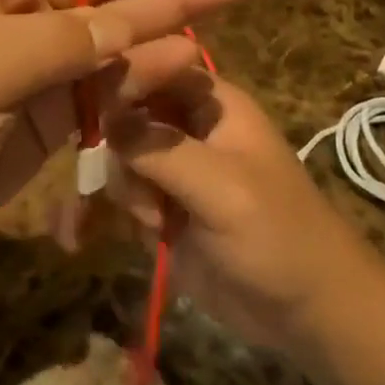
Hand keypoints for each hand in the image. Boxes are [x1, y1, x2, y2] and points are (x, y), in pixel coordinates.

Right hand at [107, 72, 380, 361]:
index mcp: (211, 105)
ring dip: (120, 193)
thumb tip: (101, 116)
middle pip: (125, 115)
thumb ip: (159, 149)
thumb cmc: (278, 236)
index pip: (154, 68)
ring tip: (152, 226)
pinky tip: (75, 237)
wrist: (309, 315)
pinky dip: (100, 217)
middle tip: (131, 186)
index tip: (86, 108)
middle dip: (115, 151)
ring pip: (117, 161)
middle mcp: (186, 130)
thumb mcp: (222, 187)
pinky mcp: (159, 213)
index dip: (119, 81)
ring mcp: (171, 173)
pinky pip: (118, 201)